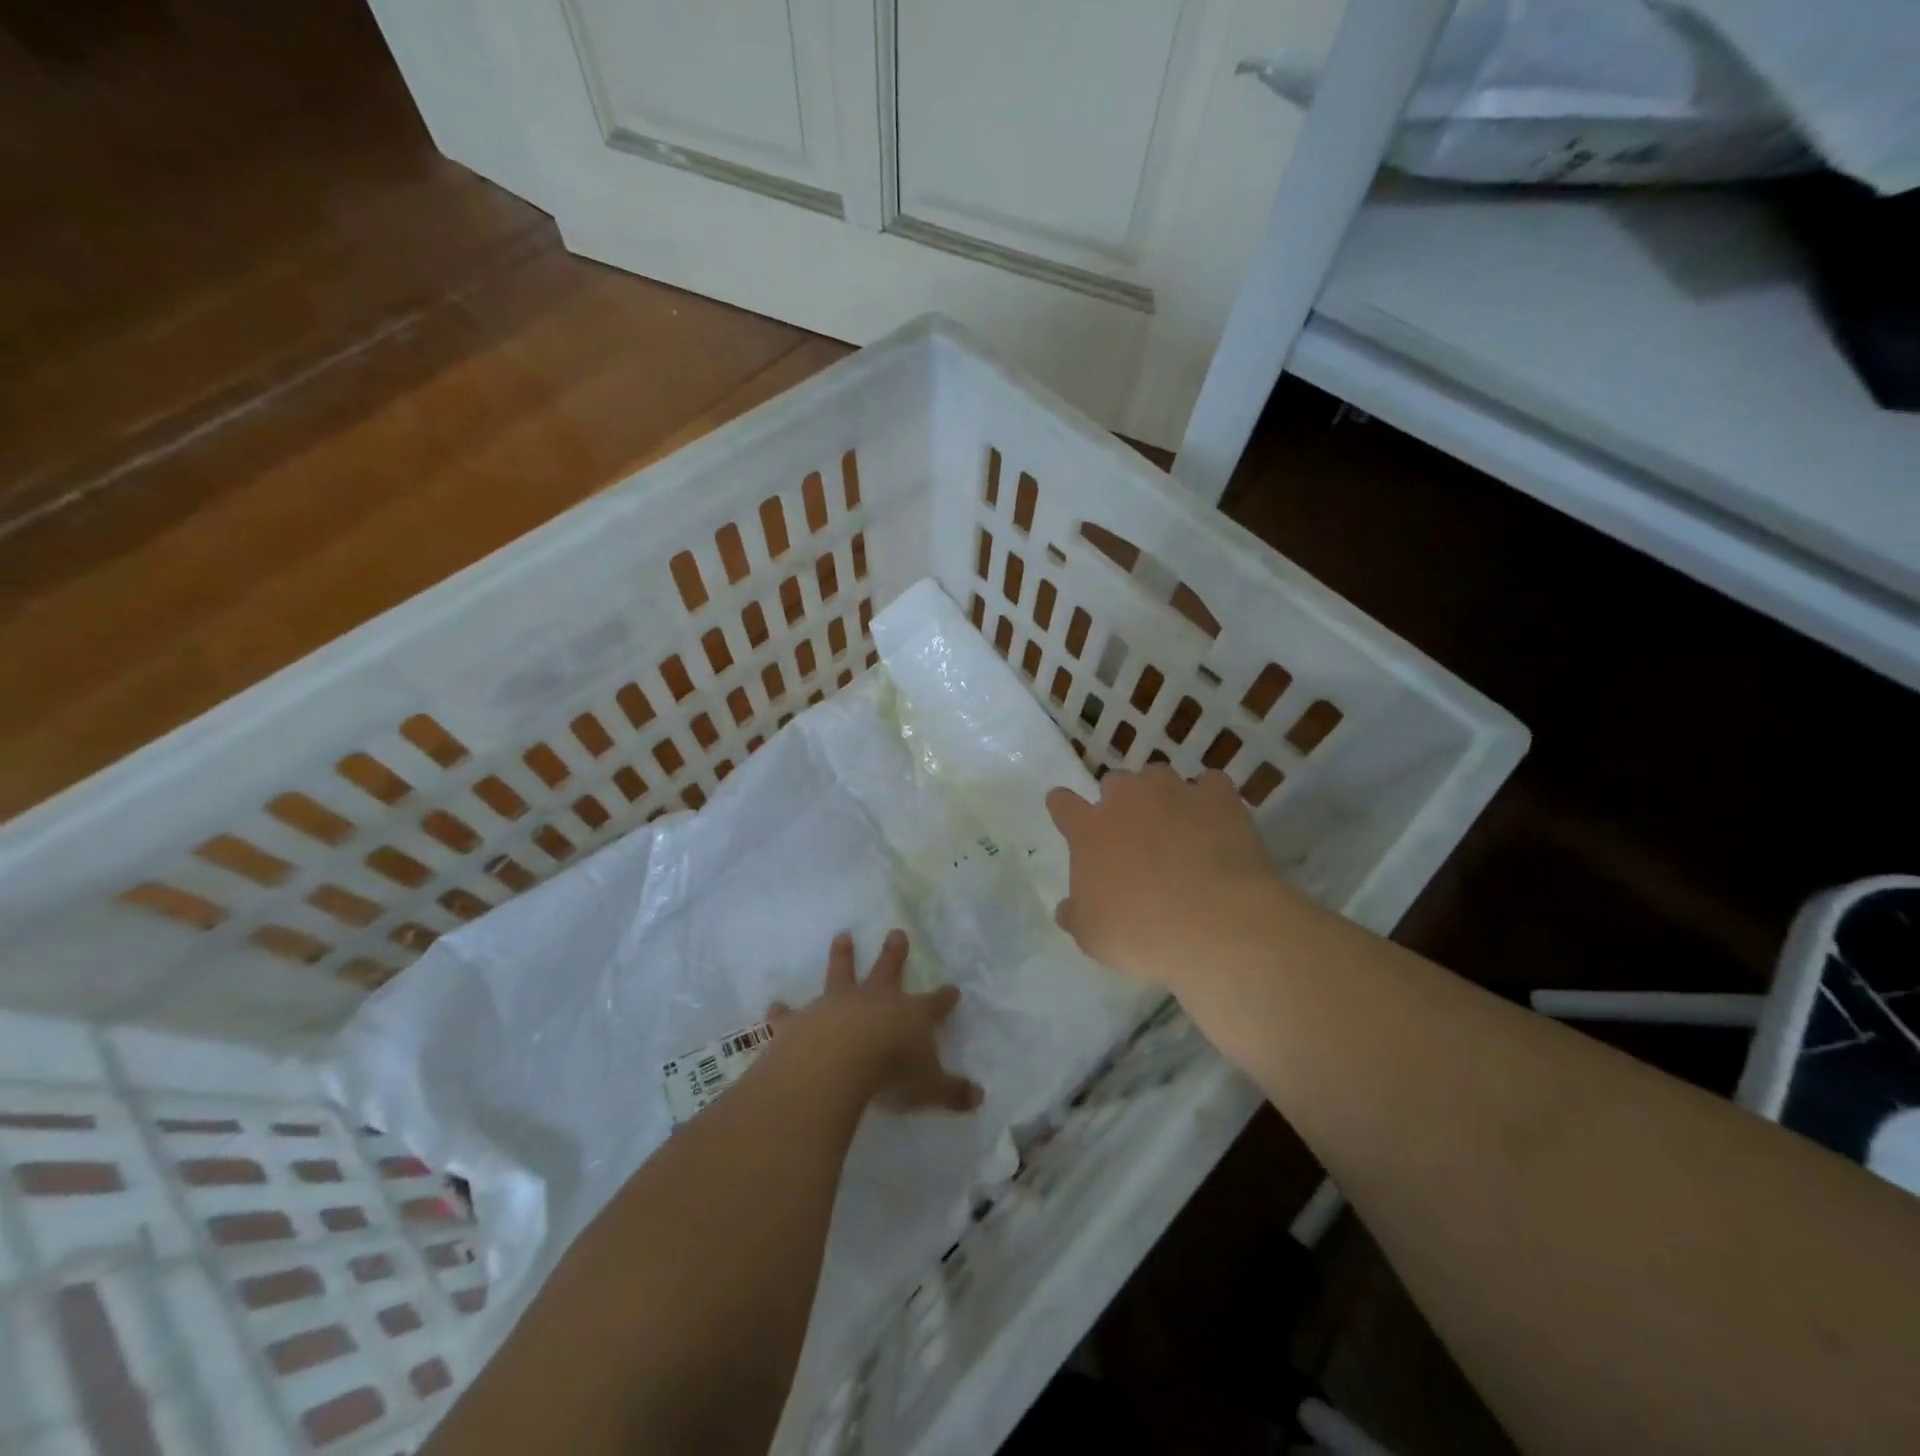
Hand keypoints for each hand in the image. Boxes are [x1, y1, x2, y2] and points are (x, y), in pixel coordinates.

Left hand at [770, 930, 982, 1112]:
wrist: (838, 1061)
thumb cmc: (891, 1072)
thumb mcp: (929, 1088)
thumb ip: (952, 1092)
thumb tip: (979, 1097)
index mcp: (910, 1016)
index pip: (934, 1005)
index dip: (944, 999)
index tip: (953, 989)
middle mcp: (875, 1001)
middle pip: (888, 971)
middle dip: (894, 954)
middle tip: (896, 932)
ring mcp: (837, 1005)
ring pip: (841, 973)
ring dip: (843, 956)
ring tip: (842, 936)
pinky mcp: (803, 1020)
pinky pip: (792, 1013)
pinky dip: (783, 1011)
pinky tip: (774, 1005)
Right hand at [1047, 766, 1278, 989]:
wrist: (1217, 923)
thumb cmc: (1143, 933)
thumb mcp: (1093, 936)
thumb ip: (1076, 915)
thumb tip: (1068, 909)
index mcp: (1090, 831)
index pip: (1063, 804)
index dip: (1064, 807)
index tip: (1066, 812)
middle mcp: (1128, 800)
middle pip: (1115, 783)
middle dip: (1120, 802)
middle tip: (1132, 833)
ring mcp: (1175, 792)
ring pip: (1159, 777)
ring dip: (1161, 796)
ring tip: (1176, 824)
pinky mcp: (1218, 796)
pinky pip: (1210, 784)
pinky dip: (1209, 799)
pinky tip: (1217, 821)